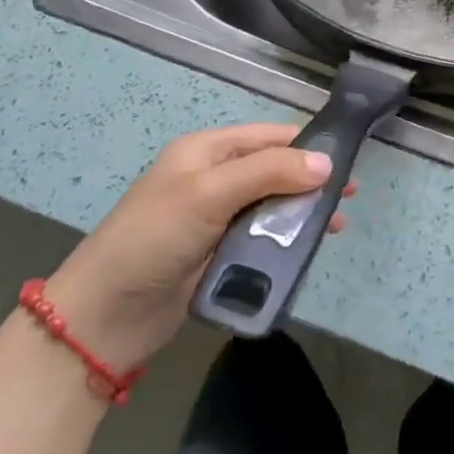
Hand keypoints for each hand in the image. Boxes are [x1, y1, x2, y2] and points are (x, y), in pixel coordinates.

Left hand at [44, 123, 355, 370]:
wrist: (104, 317)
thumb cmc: (154, 238)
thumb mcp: (210, 194)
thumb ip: (269, 173)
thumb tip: (326, 162)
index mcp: (207, 151)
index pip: (269, 136)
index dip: (307, 145)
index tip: (346, 160)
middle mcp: (214, 178)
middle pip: (274, 170)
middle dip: (310, 180)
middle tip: (349, 196)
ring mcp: (215, 218)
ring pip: (272, 205)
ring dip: (302, 212)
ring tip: (336, 226)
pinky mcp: (217, 253)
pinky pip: (261, 238)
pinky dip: (285, 240)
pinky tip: (308, 249)